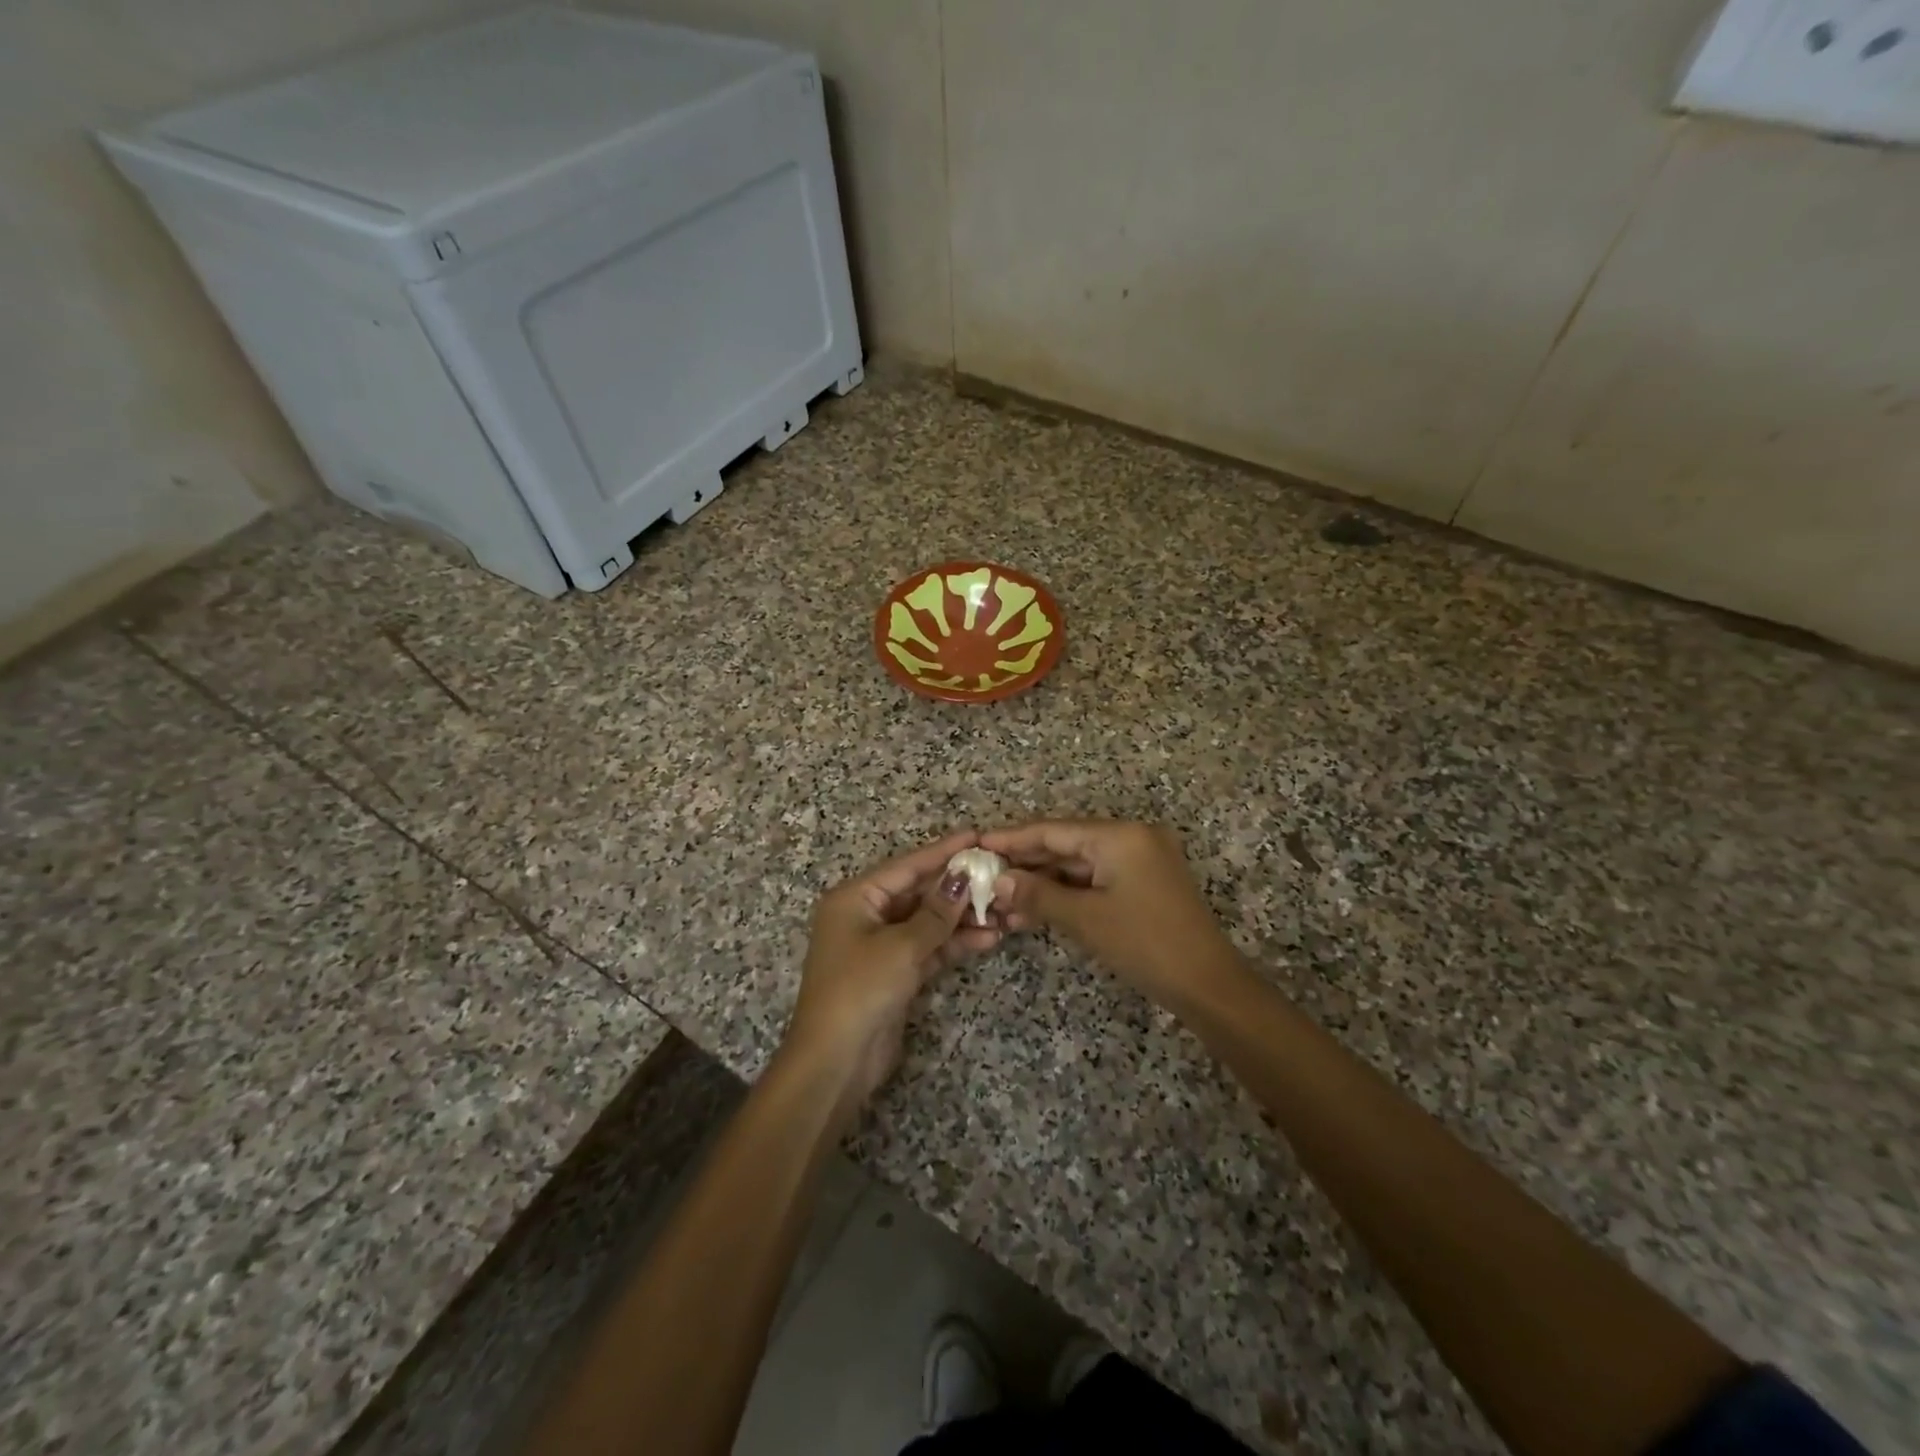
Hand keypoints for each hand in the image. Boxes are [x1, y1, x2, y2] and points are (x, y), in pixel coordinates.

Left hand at [783, 832, 1000, 1117]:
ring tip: (1003, 911)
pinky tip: (988, 938)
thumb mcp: (901, 947)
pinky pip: (928, 948)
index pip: (906, 866)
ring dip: (962, 919)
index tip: (976, 837)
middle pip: (918, 893)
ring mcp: (880, 946)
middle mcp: (865, 916)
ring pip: (927, 922)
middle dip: (957, 889)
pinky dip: (954, 944)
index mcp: (855, 898)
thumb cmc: (860, 991)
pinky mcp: (894, 974)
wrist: (835, 1063)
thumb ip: (936, 913)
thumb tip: (963, 878)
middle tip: (998, 876)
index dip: (943, 852)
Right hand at [982, 820, 1242, 1010]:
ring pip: (1079, 864)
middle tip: (983, 875)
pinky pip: (1096, 879)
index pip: (1053, 830)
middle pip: (1065, 844)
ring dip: (1043, 881)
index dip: (1012, 838)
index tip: (977, 843)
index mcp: (1120, 835)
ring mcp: (1141, 860)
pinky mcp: (1144, 882)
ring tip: (1002, 897)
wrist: (1209, 986)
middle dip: (1025, 863)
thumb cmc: (1146, 945)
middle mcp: (1131, 837)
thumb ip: (1038, 894)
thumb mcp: (1086, 919)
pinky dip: (1067, 892)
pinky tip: (1035, 906)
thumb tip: (998, 881)